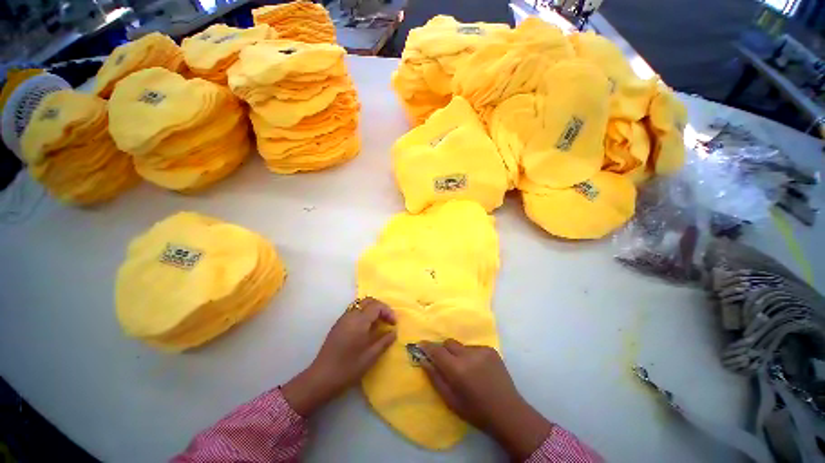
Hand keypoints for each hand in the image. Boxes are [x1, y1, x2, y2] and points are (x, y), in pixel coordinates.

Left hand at [282, 297, 395, 416]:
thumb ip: (384, 341)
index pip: (377, 306)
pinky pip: (354, 311)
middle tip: (388, 320)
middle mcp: (350, 315)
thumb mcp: (370, 356)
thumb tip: (393, 332)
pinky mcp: (338, 325)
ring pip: (360, 304)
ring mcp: (343, 319)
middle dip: (381, 307)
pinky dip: (363, 313)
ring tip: (378, 323)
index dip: (388, 312)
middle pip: (368, 301)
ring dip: (372, 309)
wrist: (321, 378)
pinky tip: (366, 328)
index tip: (394, 324)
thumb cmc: (348, 368)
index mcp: (359, 321)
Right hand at [419, 339, 552, 459]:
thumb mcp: (451, 400)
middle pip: (448, 343)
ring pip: (461, 346)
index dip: (427, 346)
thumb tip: (423, 361)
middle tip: (445, 363)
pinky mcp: (490, 349)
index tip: (420, 345)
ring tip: (465, 369)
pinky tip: (478, 368)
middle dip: (443, 350)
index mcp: (457, 369)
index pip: (437, 351)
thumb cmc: (476, 411)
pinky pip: (473, 347)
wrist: (508, 412)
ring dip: (458, 353)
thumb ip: (435, 378)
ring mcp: (481, 350)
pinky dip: (470, 355)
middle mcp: (468, 355)